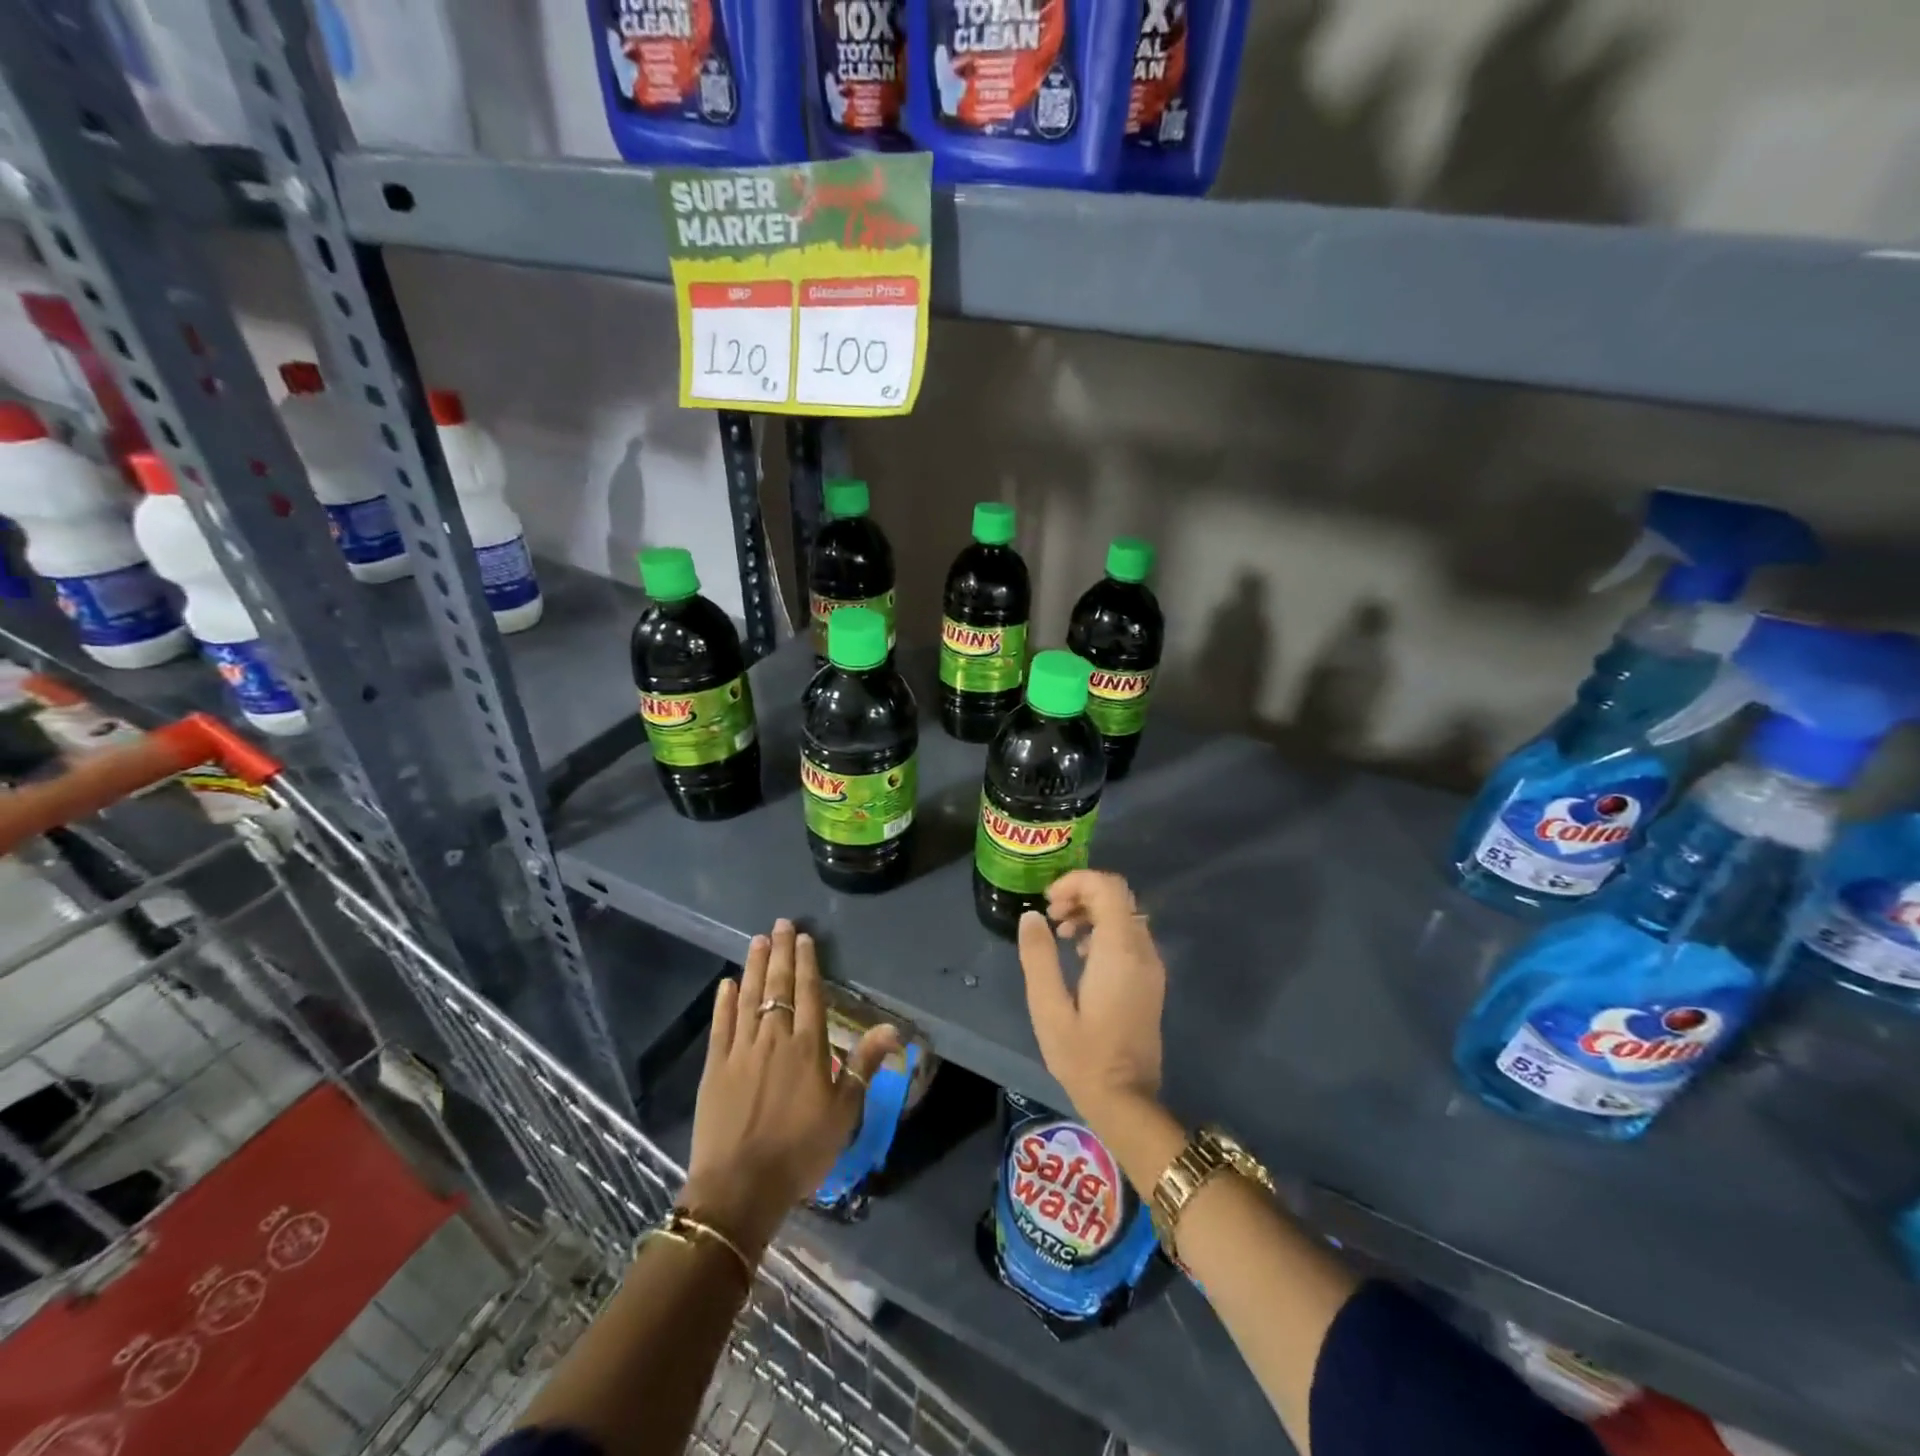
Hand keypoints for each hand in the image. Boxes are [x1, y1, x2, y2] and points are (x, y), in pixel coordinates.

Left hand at [683, 920, 897, 1254]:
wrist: (740, 1187)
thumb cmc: (800, 1151)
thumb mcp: (844, 1112)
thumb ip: (865, 1065)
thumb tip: (894, 1028)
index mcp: (808, 1046)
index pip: (809, 993)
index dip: (807, 963)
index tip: (803, 937)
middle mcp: (774, 1038)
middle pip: (778, 986)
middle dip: (780, 952)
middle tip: (780, 923)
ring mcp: (740, 1050)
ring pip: (748, 997)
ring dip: (753, 966)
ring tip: (757, 940)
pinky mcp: (714, 1066)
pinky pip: (720, 1025)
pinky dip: (724, 1002)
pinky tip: (727, 984)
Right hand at [1017, 871, 1165, 1124]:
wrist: (1126, 1099)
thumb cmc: (1082, 1055)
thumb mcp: (1048, 1007)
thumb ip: (1038, 956)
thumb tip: (1031, 915)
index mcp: (1119, 951)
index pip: (1107, 888)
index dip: (1076, 882)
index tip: (1047, 901)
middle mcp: (1142, 950)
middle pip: (1117, 896)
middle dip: (1081, 894)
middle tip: (1049, 916)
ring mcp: (1151, 965)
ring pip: (1124, 913)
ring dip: (1091, 911)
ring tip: (1058, 934)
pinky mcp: (1150, 979)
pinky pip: (1129, 934)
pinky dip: (1103, 929)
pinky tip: (1078, 954)